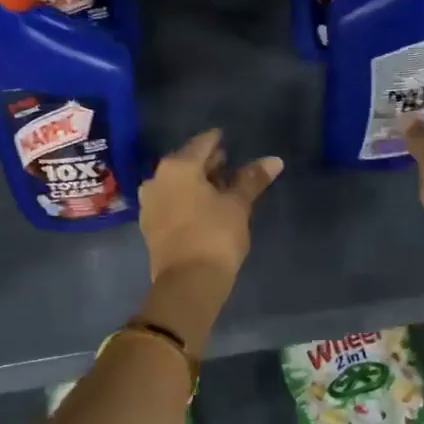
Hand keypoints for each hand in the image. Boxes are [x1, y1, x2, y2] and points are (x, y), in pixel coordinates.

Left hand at [138, 129, 282, 283]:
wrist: (188, 283)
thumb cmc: (215, 235)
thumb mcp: (238, 205)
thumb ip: (252, 179)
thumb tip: (274, 160)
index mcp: (178, 166)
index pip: (202, 143)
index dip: (217, 141)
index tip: (228, 140)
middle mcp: (157, 179)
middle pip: (186, 162)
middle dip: (207, 164)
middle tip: (228, 165)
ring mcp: (150, 203)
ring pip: (177, 183)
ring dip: (196, 183)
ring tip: (219, 188)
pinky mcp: (149, 225)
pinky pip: (171, 202)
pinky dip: (186, 199)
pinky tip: (203, 207)